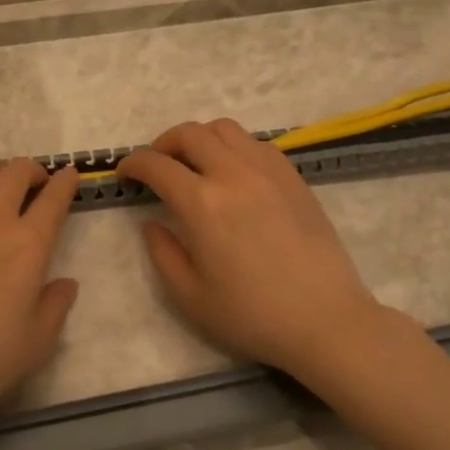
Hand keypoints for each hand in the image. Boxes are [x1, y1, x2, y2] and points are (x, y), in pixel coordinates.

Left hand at [0, 158, 79, 423]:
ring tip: (1, 184)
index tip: (70, 176)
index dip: (66, 182)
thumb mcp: (35, 343)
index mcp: (28, 244)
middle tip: (37, 184)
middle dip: (33, 171)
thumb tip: (66, 283)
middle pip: (16, 171)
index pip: (54, 199)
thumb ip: (56, 307)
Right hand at [116, 119, 417, 386]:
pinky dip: (233, 147)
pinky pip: (256, 143)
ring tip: (194, 162)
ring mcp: (268, 171)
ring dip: (200, 138)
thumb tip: (152, 222)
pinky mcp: (293, 178)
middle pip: (190, 134)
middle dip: (164, 143)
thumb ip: (162, 253)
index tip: (125, 172)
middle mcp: (233, 174)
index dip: (133, 163)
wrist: (325, 320)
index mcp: (202, 203)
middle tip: (157, 165)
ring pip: (225, 129)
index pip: (157, 164)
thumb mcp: (189, 296)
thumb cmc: (252, 315)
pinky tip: (233, 172)